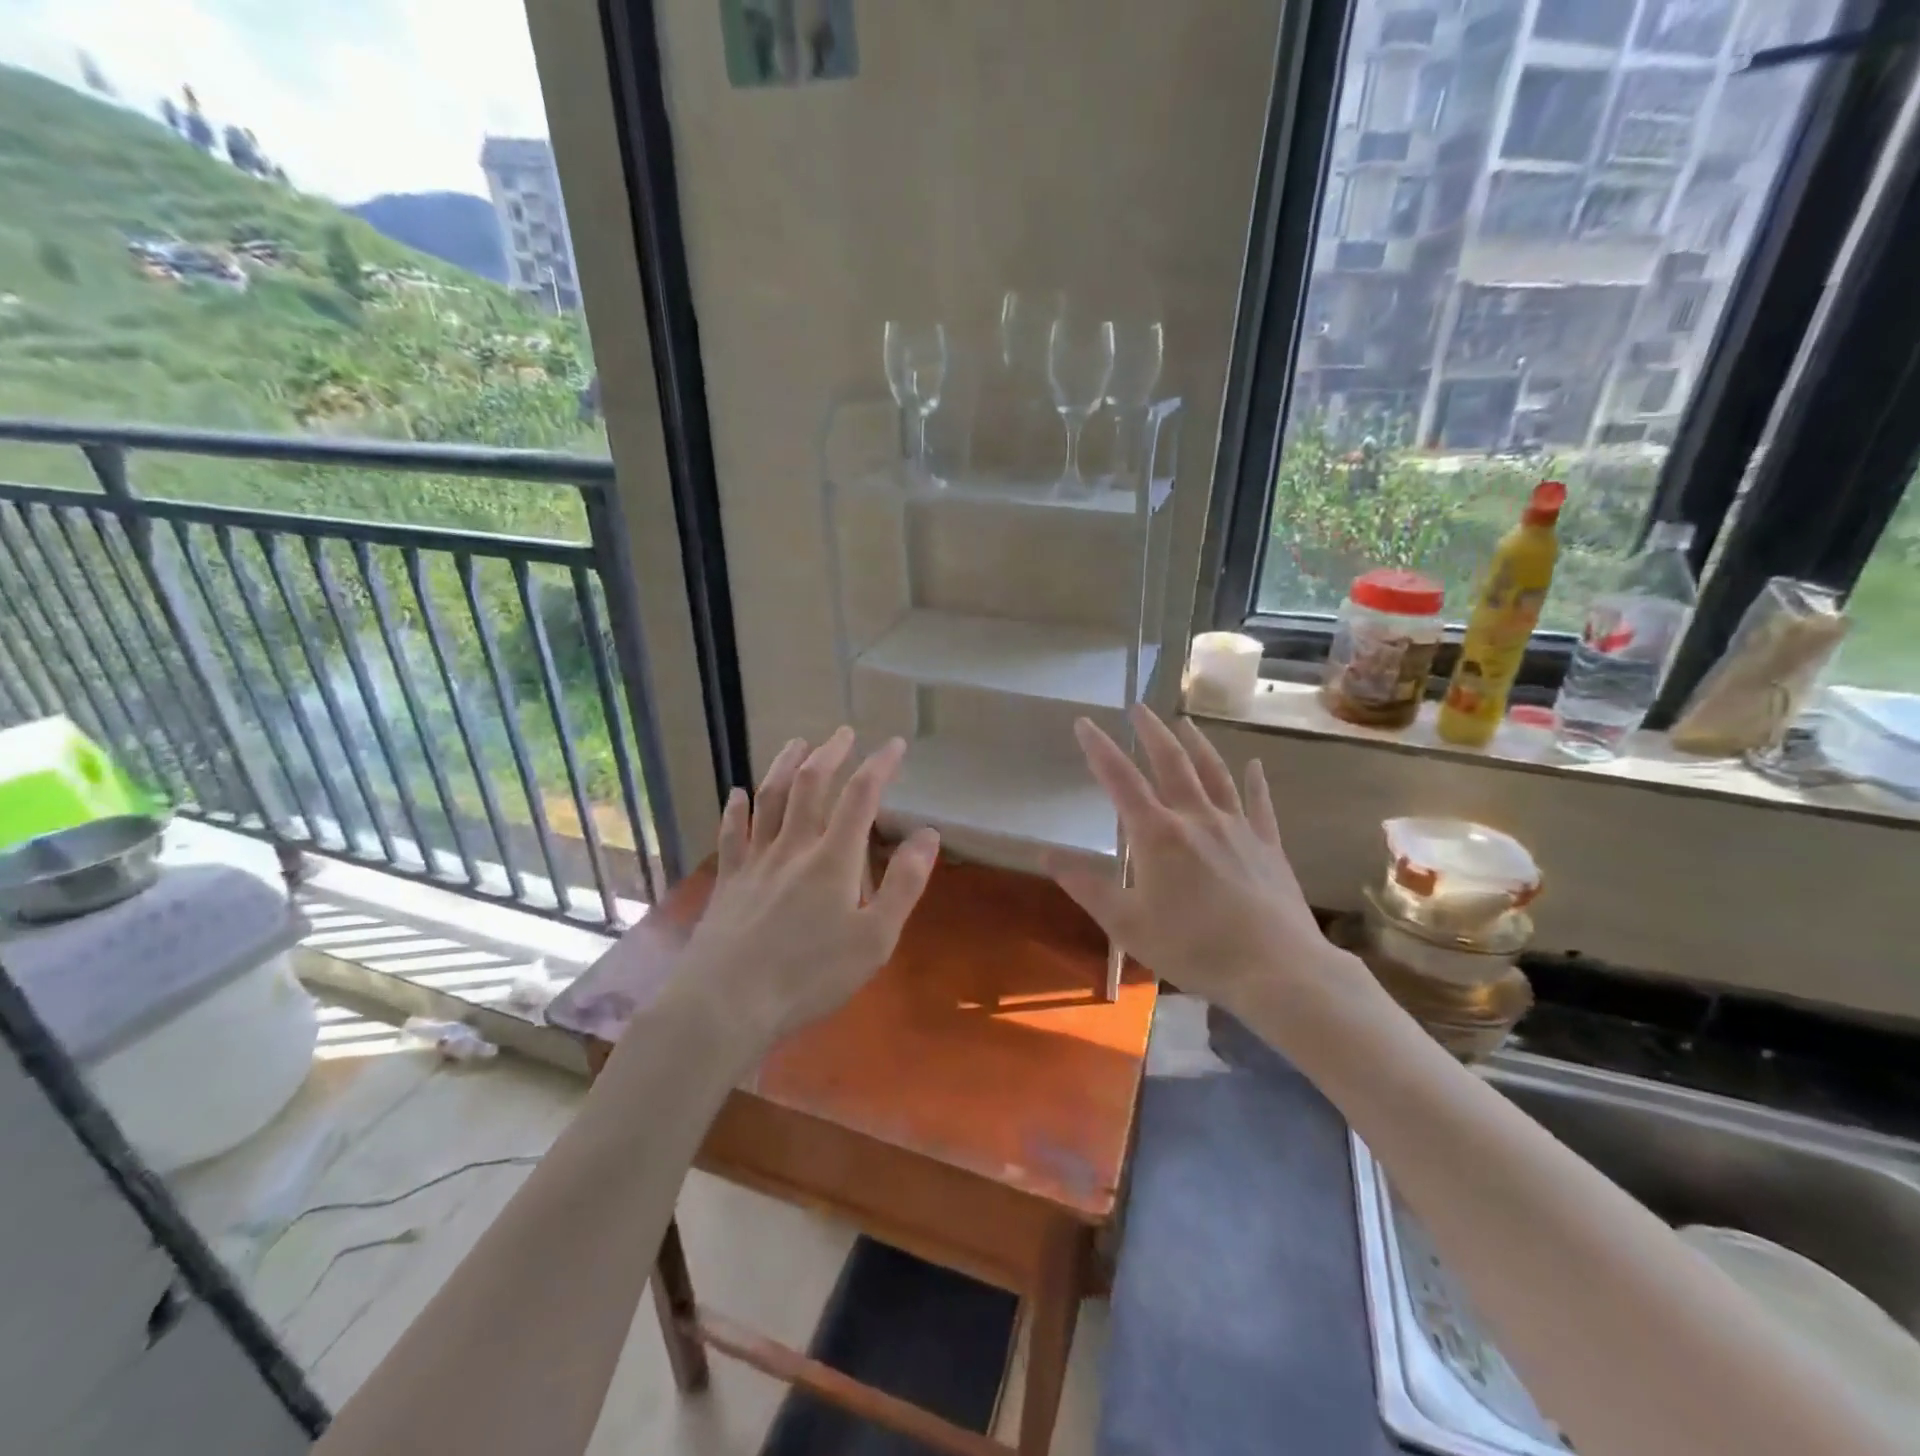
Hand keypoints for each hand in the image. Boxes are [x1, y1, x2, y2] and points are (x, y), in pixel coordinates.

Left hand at [674, 728, 939, 1044]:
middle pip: (810, 785)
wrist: (726, 1004)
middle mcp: (793, 847)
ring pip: (770, 799)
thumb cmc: (809, 976)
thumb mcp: (875, 939)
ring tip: (796, 743)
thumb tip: (928, 835)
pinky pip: (732, 834)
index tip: (895, 745)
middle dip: (830, 754)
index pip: (861, 797)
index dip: (880, 765)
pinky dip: (736, 809)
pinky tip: (736, 795)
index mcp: (833, 859)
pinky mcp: (729, 881)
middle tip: (843, 733)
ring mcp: (755, 861)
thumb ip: (904, 885)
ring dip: (784, 766)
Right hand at [1049, 704, 1358, 1019]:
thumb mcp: (1126, 924)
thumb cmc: (1193, 948)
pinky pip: (1259, 803)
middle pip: (1171, 762)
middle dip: (1151, 732)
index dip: (1099, 749)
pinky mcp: (1267, 845)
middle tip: (1138, 707)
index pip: (1120, 780)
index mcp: (1157, 834)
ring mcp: (1236, 827)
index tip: (1085, 722)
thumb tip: (1045, 855)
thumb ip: (1086, 886)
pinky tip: (1254, 764)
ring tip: (1184, 722)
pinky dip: (1254, 781)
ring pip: (1214, 773)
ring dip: (1197, 744)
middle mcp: (1196, 817)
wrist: (1276, 968)